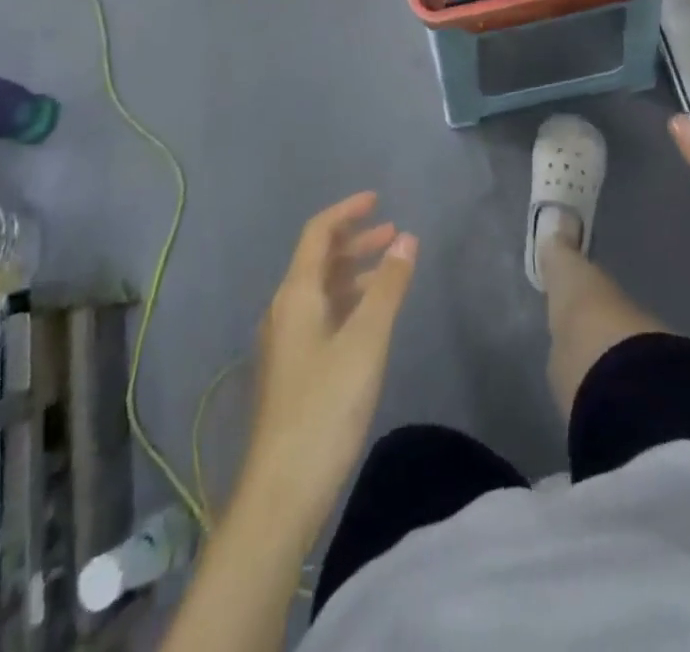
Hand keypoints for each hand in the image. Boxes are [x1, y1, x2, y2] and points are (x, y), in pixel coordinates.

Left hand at [241, 191, 417, 544]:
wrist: (283, 490)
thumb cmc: (326, 405)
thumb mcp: (366, 341)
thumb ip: (388, 286)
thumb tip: (406, 238)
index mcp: (296, 294)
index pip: (318, 234)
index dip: (347, 211)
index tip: (378, 199)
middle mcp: (285, 310)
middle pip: (319, 260)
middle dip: (355, 241)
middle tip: (394, 232)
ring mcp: (286, 342)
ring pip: (321, 290)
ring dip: (354, 272)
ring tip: (390, 270)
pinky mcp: (293, 370)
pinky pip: (322, 315)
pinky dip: (348, 301)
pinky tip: (370, 317)